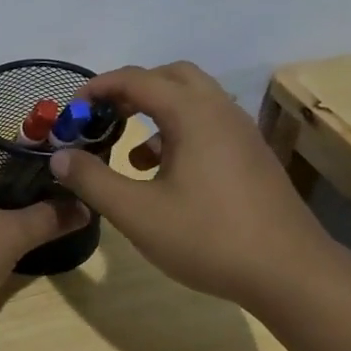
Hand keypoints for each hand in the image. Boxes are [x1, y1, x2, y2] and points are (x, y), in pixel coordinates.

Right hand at [46, 61, 335, 310]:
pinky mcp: (251, 156)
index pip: (136, 79)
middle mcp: (220, 111)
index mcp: (192, 114)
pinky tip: (164, 173)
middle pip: (171, 76)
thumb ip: (92, 180)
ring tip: (129, 151)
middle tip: (103, 116)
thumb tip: (59, 156)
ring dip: (156, 111)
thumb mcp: (137, 213)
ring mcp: (241, 132)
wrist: (290, 273)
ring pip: (193, 99)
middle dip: (132, 89)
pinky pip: (208, 124)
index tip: (72, 110)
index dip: (98, 88)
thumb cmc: (208, 238)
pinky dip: (179, 131)